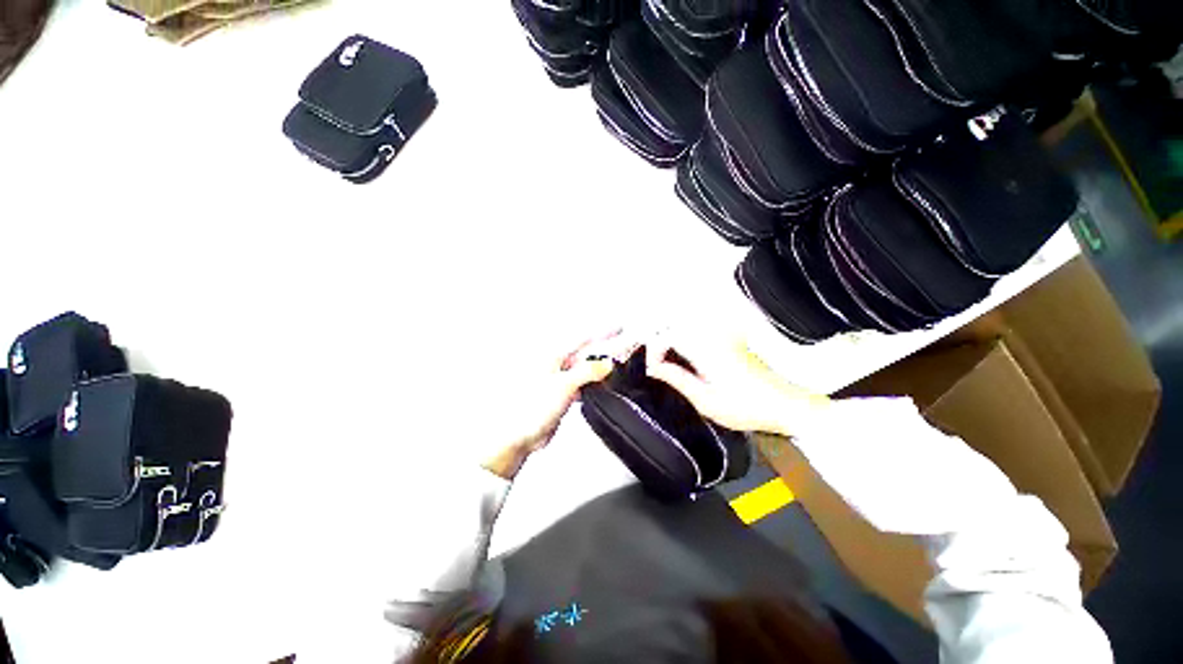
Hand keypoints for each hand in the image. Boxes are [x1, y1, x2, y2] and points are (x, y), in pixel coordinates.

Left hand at [481, 329, 640, 478]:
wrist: (522, 434)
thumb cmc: (531, 408)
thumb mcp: (564, 385)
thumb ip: (587, 372)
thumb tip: (606, 363)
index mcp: (555, 356)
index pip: (584, 339)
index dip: (603, 332)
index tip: (618, 327)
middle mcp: (558, 365)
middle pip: (588, 352)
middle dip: (607, 346)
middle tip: (624, 340)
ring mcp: (561, 380)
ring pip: (587, 368)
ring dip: (602, 365)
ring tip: (618, 361)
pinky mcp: (563, 394)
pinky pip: (584, 383)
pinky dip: (595, 382)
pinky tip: (603, 383)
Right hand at [645, 329, 829, 435]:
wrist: (786, 404)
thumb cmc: (749, 407)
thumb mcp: (706, 400)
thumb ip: (677, 379)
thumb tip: (654, 368)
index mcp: (706, 349)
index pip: (668, 336)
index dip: (653, 350)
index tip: (651, 368)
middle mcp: (713, 336)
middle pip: (673, 325)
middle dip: (655, 338)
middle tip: (647, 357)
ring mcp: (721, 336)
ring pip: (684, 326)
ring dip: (669, 339)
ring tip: (661, 358)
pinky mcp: (727, 340)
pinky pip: (697, 332)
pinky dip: (683, 341)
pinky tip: (682, 358)